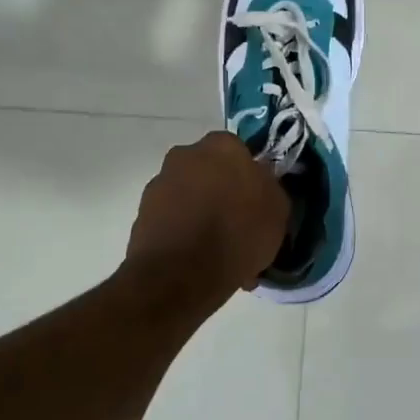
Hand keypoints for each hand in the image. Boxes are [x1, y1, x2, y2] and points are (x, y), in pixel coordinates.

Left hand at [125, 132, 289, 297]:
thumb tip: (261, 183)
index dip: (250, 177)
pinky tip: (200, 262)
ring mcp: (159, 184)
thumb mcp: (278, 210)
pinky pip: (173, 221)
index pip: (240, 152)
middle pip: (210, 172)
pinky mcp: (141, 215)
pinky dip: (185, 235)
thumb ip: (270, 188)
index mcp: (222, 146)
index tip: (258, 201)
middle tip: (239, 226)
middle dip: (222, 193)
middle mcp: (185, 155)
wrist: (182, 273)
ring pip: (190, 197)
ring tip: (219, 252)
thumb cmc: (239, 232)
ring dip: (202, 215)